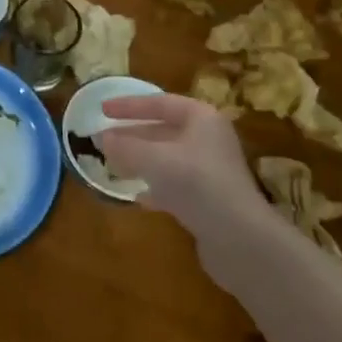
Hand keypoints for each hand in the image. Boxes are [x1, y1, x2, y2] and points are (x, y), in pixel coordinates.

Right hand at [98, 94, 271, 266]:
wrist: (240, 239)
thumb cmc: (196, 184)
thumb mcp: (153, 159)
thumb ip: (125, 146)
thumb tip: (101, 138)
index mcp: (201, 118)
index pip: (160, 102)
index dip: (129, 105)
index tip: (102, 109)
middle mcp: (209, 139)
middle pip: (164, 130)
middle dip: (133, 136)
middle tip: (104, 140)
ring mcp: (211, 171)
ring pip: (167, 158)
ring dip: (141, 161)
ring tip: (113, 166)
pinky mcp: (210, 200)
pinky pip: (175, 185)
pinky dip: (155, 187)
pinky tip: (138, 197)